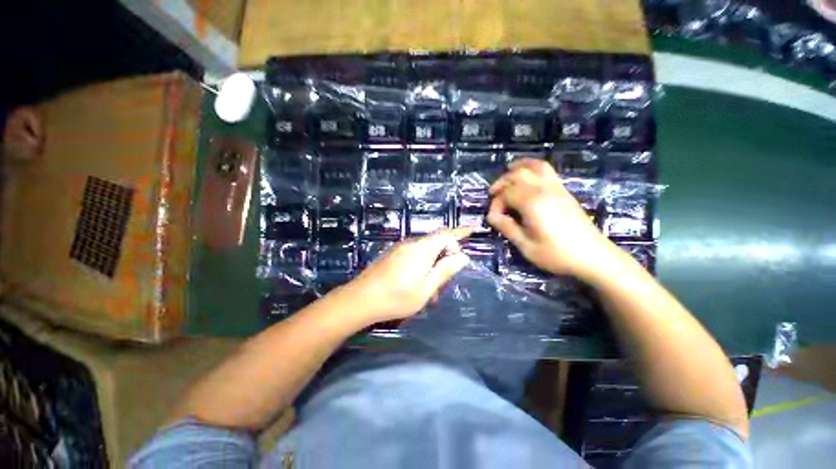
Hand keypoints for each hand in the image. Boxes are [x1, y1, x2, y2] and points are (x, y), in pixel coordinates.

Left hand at [343, 228, 471, 324]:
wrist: (360, 299)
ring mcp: (399, 248)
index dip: (461, 231)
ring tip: (431, 290)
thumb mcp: (426, 289)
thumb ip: (444, 271)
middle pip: (436, 242)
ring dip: (433, 265)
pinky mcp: (392, 255)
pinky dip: (422, 265)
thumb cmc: (396, 297)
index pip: (446, 234)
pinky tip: (417, 285)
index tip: (473, 229)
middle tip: (446, 281)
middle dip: (446, 257)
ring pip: (425, 251)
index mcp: (422, 249)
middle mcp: (411, 244)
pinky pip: (414, 255)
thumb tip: (462, 257)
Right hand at [487, 158, 617, 280]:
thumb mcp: (526, 246)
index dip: (496, 204)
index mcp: (532, 203)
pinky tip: (528, 176)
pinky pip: (547, 171)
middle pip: (518, 175)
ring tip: (508, 169)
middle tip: (493, 194)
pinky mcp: (564, 191)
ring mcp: (556, 188)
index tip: (493, 218)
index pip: (506, 194)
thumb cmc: (557, 254)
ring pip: (535, 166)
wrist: (593, 257)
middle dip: (502, 183)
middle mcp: (544, 190)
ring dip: (519, 167)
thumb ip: (507, 228)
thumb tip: (492, 216)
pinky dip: (533, 167)